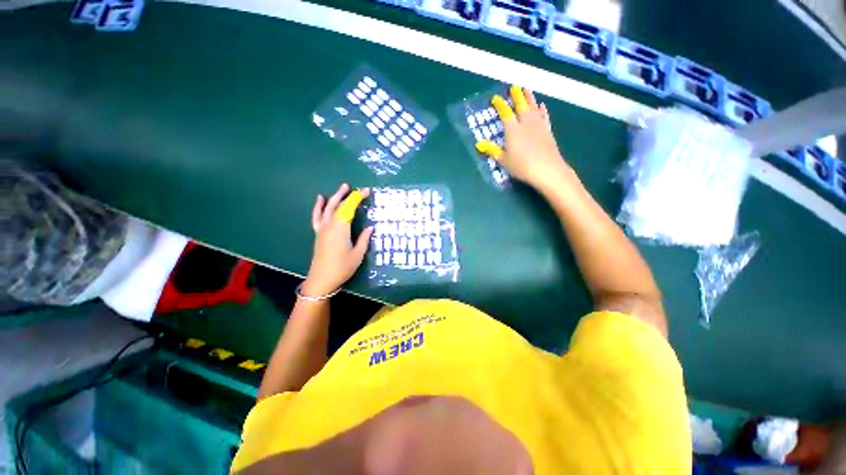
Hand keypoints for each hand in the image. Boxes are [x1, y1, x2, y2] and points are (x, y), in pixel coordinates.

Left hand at [301, 184, 373, 296]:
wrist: (322, 279)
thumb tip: (371, 227)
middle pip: (337, 205)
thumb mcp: (358, 254)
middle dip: (347, 195)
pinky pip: (317, 216)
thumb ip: (364, 239)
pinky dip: (318, 207)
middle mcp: (330, 225)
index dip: (358, 198)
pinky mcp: (318, 233)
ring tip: (342, 188)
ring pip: (327, 208)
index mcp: (341, 228)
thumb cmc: (342, 267)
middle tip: (355, 188)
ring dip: (334, 196)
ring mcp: (322, 228)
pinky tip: (320, 199)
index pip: (349, 207)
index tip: (367, 191)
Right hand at [476, 85, 572, 189]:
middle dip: (516, 96)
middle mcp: (525, 123)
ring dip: (529, 97)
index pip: (505, 113)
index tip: (495, 98)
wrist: (547, 169)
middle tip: (514, 86)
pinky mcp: (547, 130)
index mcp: (512, 130)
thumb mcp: (504, 160)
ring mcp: (538, 125)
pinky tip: (542, 105)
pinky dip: (542, 110)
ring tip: (526, 88)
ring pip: (533, 107)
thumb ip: (493, 151)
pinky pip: (544, 116)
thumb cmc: (522, 166)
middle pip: (521, 105)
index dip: (500, 105)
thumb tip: (478, 145)